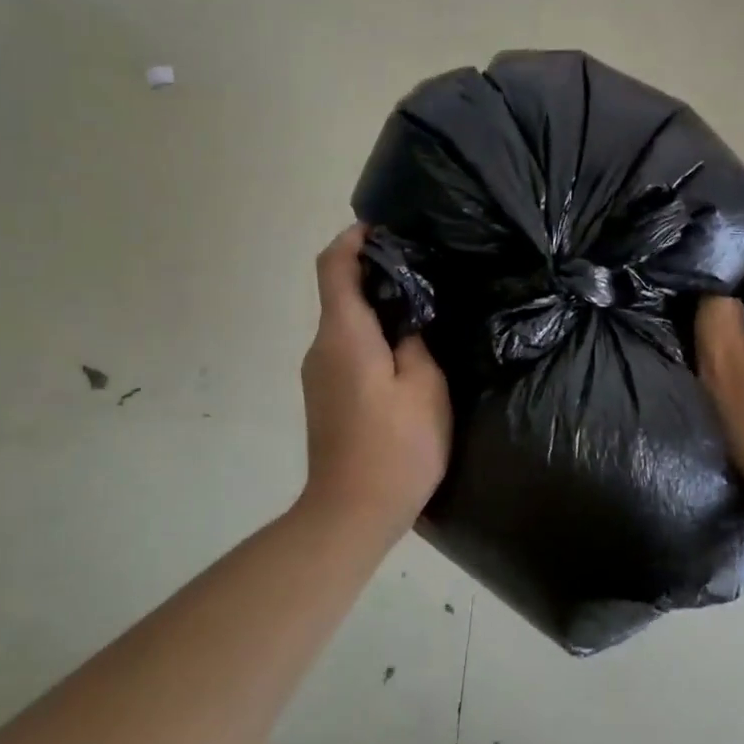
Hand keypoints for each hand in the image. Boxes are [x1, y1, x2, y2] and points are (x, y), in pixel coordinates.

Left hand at [299, 225, 452, 537]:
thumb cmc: (395, 447)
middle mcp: (321, 347)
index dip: (353, 239)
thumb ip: (417, 342)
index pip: (333, 266)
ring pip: (345, 324)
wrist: (351, 514)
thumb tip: (407, 321)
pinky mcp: (325, 397)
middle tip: (423, 271)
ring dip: (376, 308)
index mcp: (344, 335)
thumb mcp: (425, 387)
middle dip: (374, 273)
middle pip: (339, 293)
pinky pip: (346, 350)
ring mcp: (318, 375)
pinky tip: (405, 353)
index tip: (383, 229)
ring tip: (422, 310)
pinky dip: (371, 337)